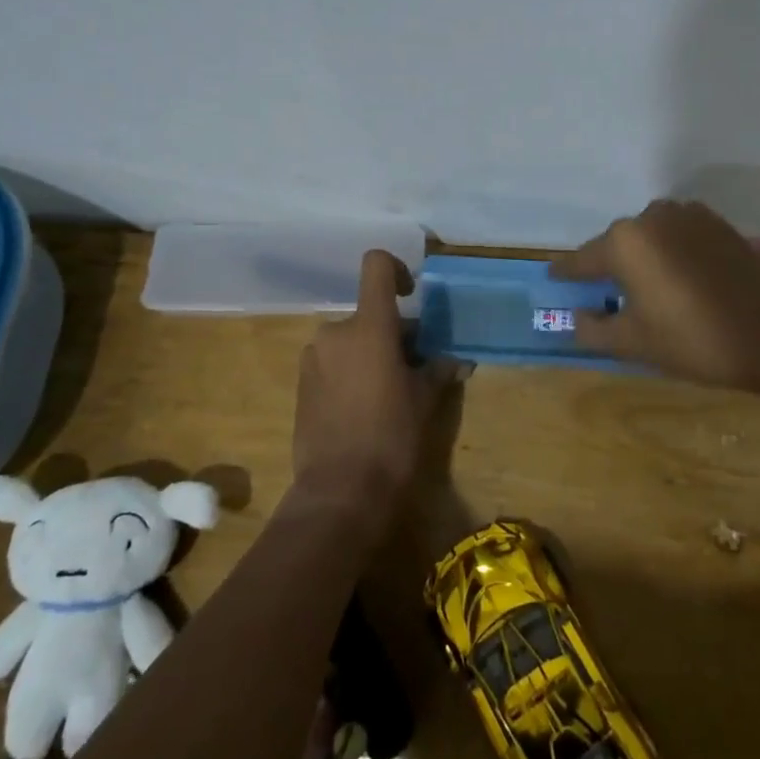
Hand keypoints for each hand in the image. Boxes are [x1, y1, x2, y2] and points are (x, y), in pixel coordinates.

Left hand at [293, 251, 458, 516]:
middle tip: (414, 366)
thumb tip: (459, 362)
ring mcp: (313, 358)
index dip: (396, 268)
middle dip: (392, 332)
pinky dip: (351, 372)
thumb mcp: (424, 401)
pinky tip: (364, 409)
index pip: (376, 266)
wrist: (339, 492)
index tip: (410, 295)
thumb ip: (438, 370)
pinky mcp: (300, 385)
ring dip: (370, 353)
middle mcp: (335, 332)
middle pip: (368, 313)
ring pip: (350, 340)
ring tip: (390, 392)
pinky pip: (333, 363)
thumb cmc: (391, 438)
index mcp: (369, 326)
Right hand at [551, 199, 759, 391]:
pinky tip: (678, 280)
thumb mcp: (632, 343)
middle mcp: (652, 217)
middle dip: (608, 267)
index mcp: (625, 242)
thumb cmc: (693, 339)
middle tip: (603, 295)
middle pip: (617, 245)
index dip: (566, 273)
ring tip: (645, 289)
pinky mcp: (717, 224)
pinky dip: (669, 253)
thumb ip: (592, 328)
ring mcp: (688, 216)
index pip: (582, 259)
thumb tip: (576, 315)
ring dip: (642, 258)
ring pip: (649, 238)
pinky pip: (677, 236)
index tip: (552, 278)